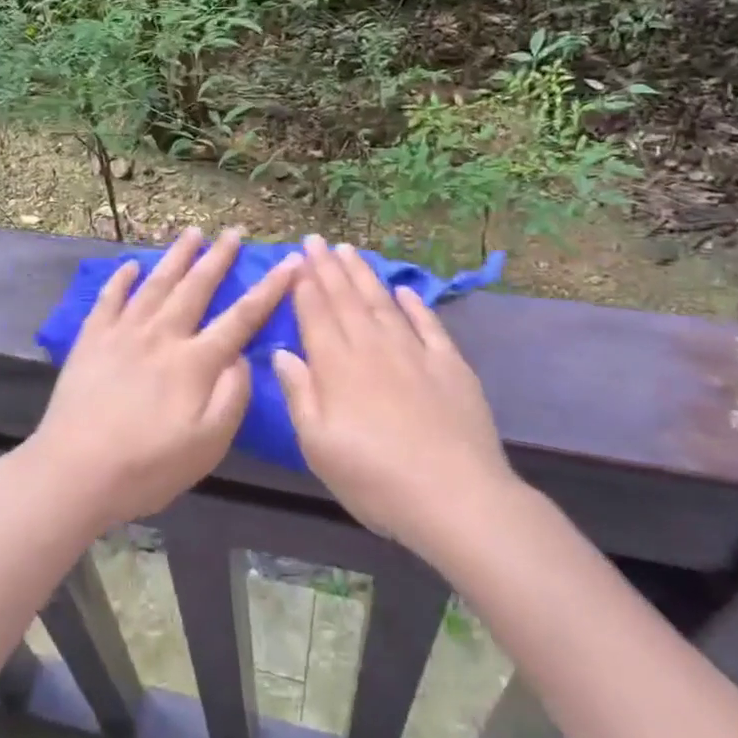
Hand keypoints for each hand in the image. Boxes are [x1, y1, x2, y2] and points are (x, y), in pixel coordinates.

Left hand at [22, 227, 297, 529]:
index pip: (241, 317)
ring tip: (192, 232)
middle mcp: (162, 335)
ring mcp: (123, 333)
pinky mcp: (92, 339)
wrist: (74, 472)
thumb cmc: (147, 467)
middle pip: (196, 287)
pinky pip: (109, 299)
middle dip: (218, 258)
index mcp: (195, 362)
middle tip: (233, 232)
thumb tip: (242, 358)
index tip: (290, 262)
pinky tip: (130, 265)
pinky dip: (121, 279)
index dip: (270, 288)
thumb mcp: (207, 445)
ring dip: (176, 256)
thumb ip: (232, 398)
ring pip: (156, 283)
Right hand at [272, 237, 518, 562]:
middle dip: (328, 267)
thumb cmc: (375, 479)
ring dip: (363, 275)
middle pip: (346, 299)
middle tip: (317, 239)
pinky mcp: (450, 365)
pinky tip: (404, 291)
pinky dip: (415, 305)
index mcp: (337, 367)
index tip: (296, 257)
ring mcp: (414, 353)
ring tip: (349, 250)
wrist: (456, 497)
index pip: (316, 314)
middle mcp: (373, 348)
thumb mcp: (319, 447)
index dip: (305, 284)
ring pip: (383, 303)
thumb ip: (299, 394)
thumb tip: (281, 352)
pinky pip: (428, 325)